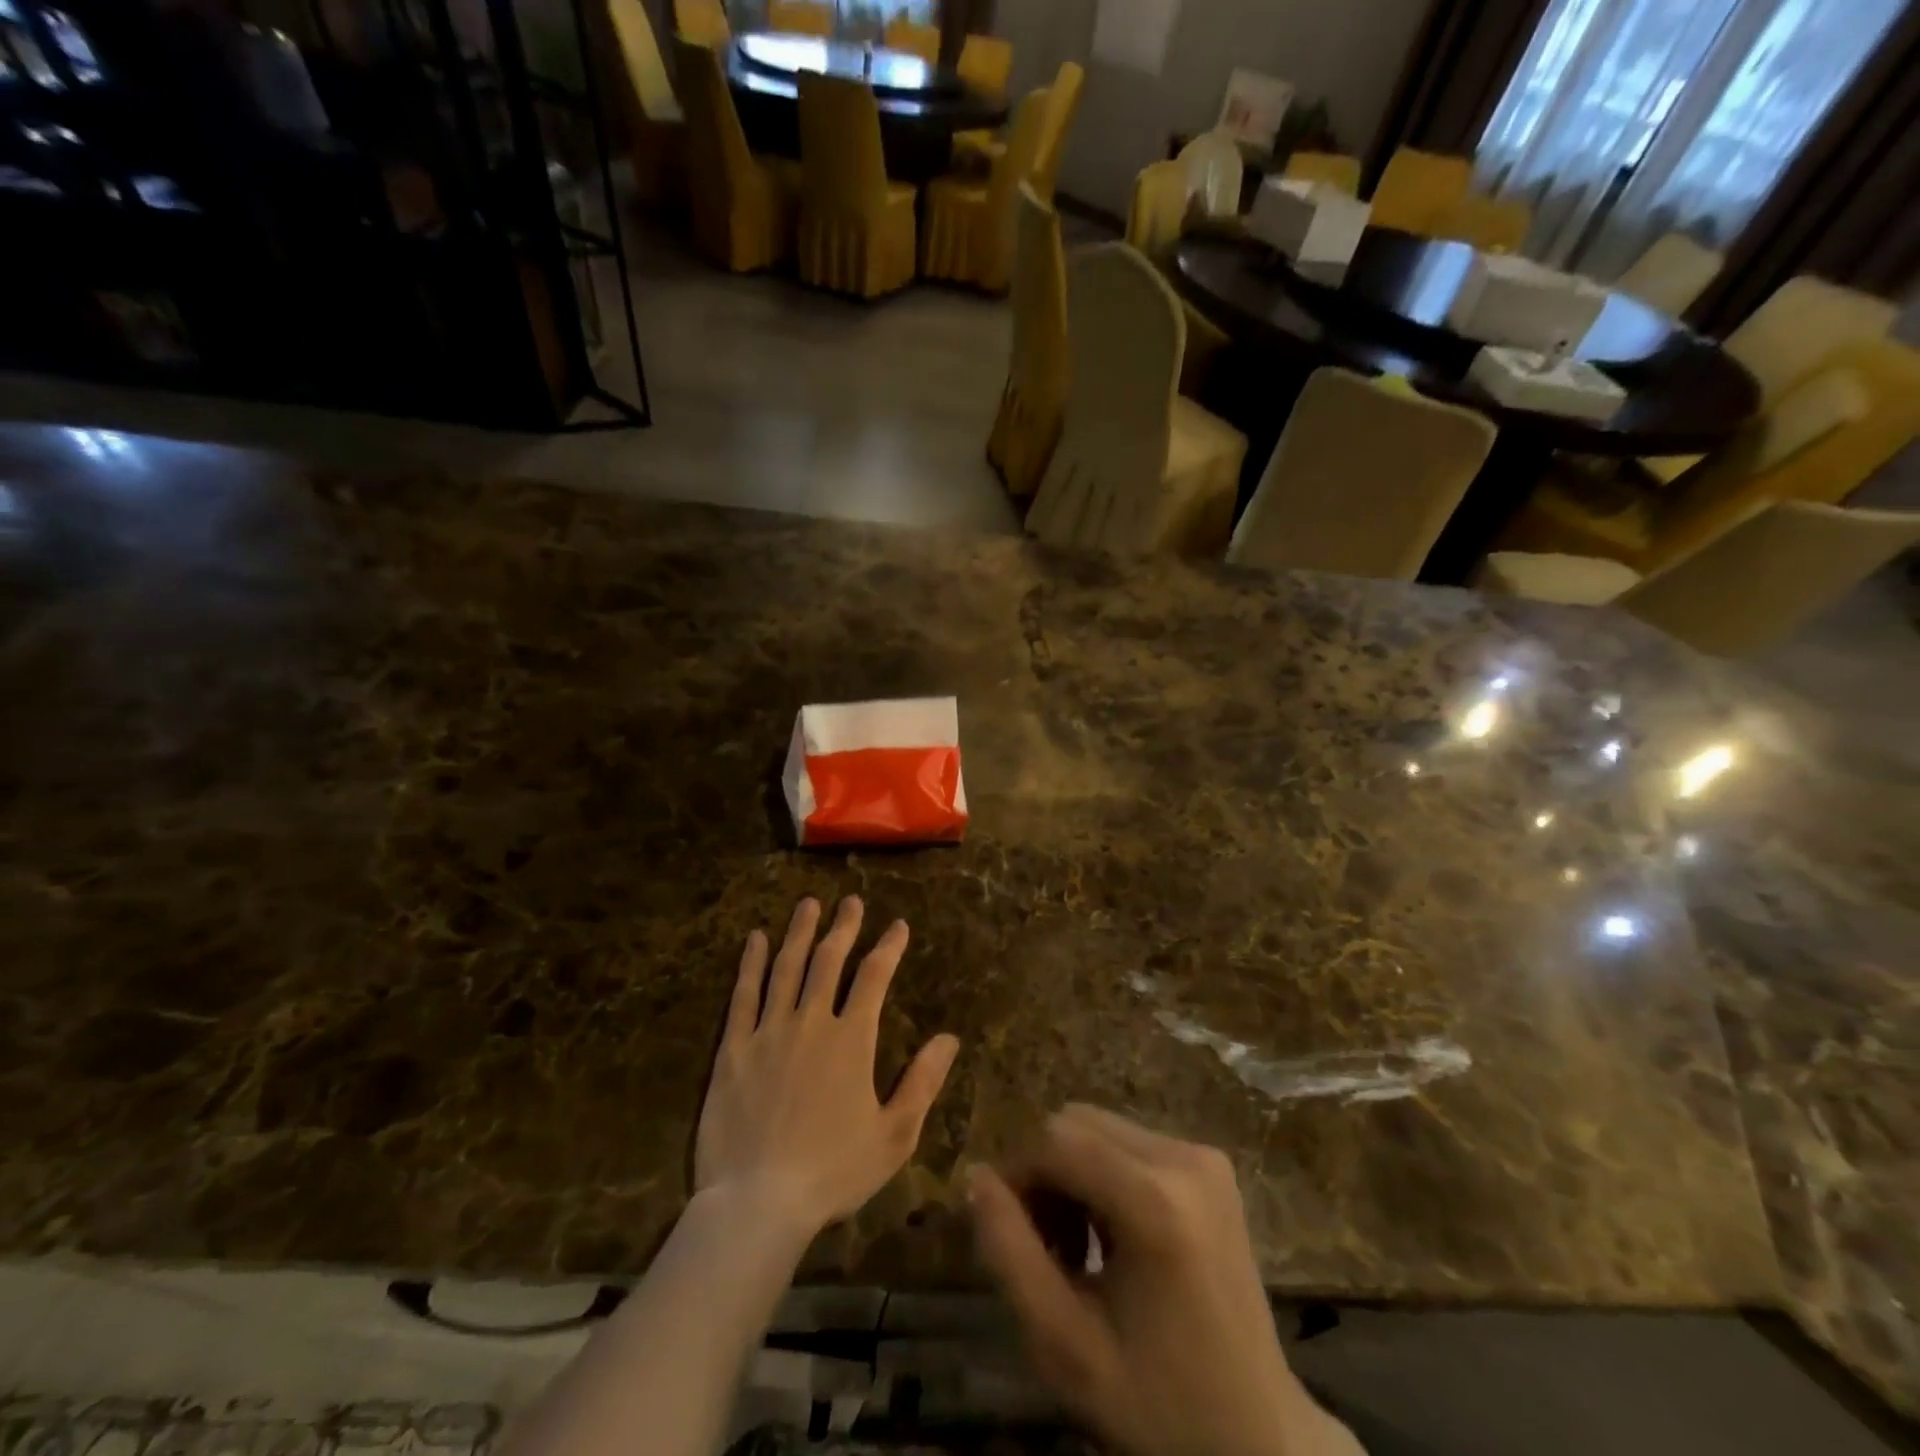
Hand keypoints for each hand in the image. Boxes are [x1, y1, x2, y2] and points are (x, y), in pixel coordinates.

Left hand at [695, 896, 960, 1238]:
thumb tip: (949, 1038)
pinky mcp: (733, 1048)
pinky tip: (755, 939)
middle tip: (851, 901)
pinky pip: (743, 995)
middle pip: (829, 960)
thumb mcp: (894, 1135)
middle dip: (844, 926)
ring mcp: (769, 1031)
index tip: (898, 925)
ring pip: (786, 967)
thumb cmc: (833, 1171)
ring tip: (808, 905)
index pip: (874, 978)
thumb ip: (922, 1082)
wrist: (759, 1202)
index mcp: (852, 1039)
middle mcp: (811, 1021)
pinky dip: (750, 963)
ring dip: (800, 932)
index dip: (888, 947)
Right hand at [968, 1106, 1361, 1455]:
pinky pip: (1129, 1140)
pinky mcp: (1211, 1163)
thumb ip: (1010, 1253)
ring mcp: (1204, 1156)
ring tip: (1078, 1248)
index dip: (1018, 1176)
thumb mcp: (1065, 1346)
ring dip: (1072, 1173)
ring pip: (1099, 1127)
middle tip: (1047, 1248)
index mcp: (1156, 1202)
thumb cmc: (1157, 1403)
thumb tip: (974, 1175)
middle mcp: (1185, 1158)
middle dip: (1045, 1174)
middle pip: (1076, 1123)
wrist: (1259, 1436)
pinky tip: (1112, 1233)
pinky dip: (1103, 1173)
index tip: (1011, 1234)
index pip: (1054, 1140)